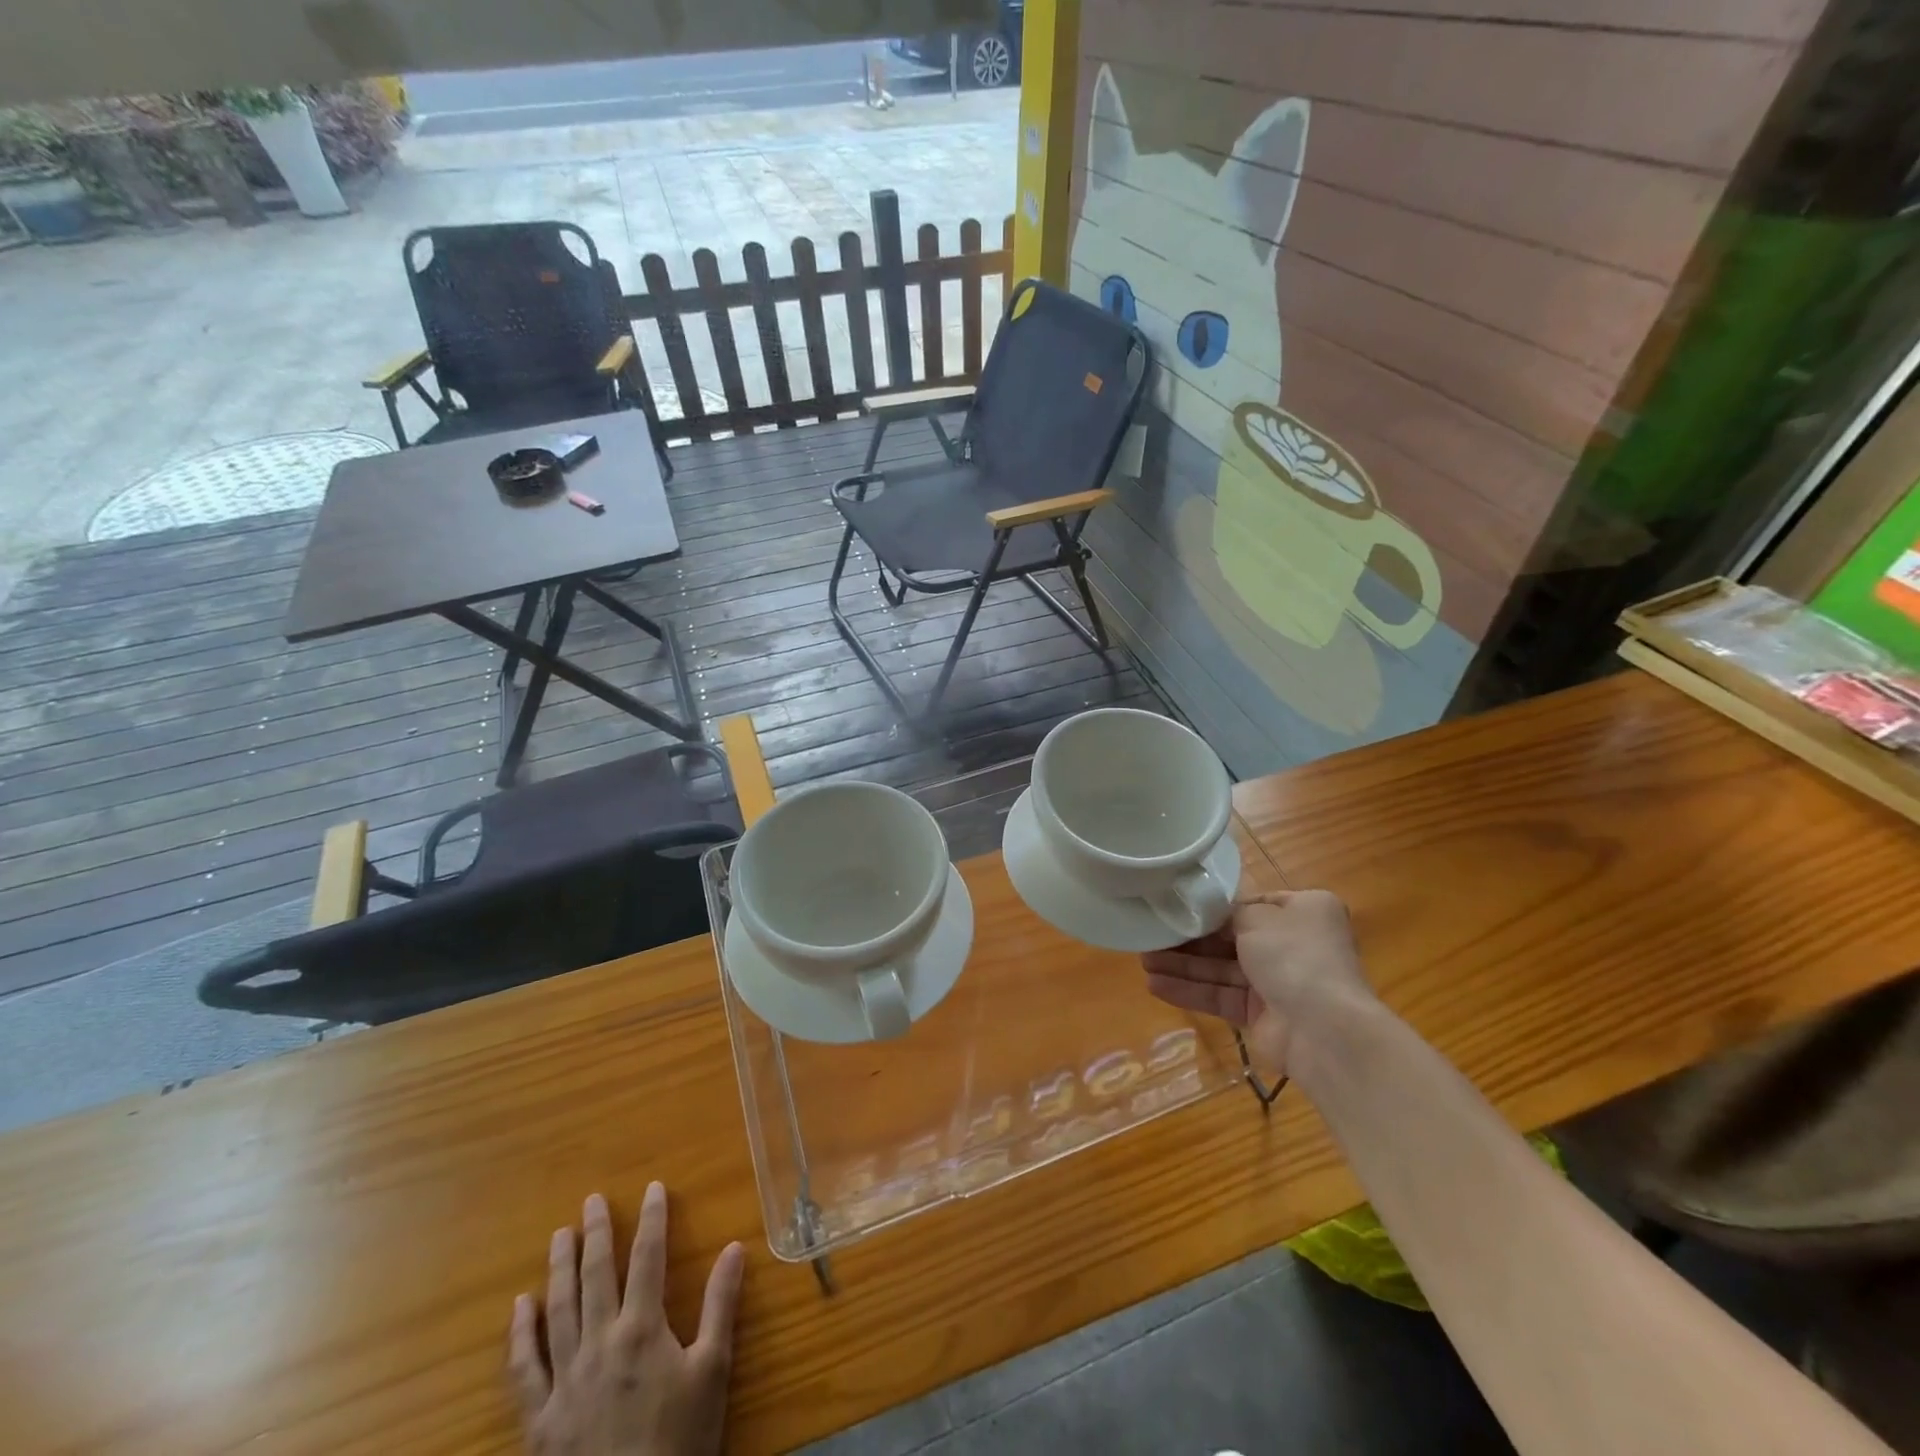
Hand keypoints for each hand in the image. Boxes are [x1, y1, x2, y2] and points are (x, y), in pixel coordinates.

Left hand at [508, 1185, 745, 1455]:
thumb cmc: (680, 1441)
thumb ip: (720, 1305)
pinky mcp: (539, 1418)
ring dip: (559, 1269)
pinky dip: (520, 1335)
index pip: (648, 1258)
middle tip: (592, 1201)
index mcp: (643, 1329)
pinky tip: (520, 1308)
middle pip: (596, 1276)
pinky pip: (524, 1369)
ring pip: (559, 1311)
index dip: (652, 1219)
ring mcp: (565, 1380)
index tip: (653, 1189)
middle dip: (597, 1234)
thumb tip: (735, 1248)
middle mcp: (600, 1343)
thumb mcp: (713, 1371)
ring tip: (560, 1236)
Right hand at [1142, 890, 1372, 1076]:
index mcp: (1302, 912)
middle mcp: (1292, 945)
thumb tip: (1206, 917)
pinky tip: (1155, 985)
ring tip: (1144, 961)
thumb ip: (1226, 914)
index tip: (1176, 907)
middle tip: (1150, 935)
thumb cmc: (1295, 956)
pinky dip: (1190, 991)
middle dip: (1190, 939)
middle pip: (1230, 938)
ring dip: (1183, 965)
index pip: (1250, 904)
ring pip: (1221, 969)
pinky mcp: (1261, 1015)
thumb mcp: (1257, 917)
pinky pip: (1220, 996)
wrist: (1325, 1030)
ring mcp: (1277, 982)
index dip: (1213, 908)